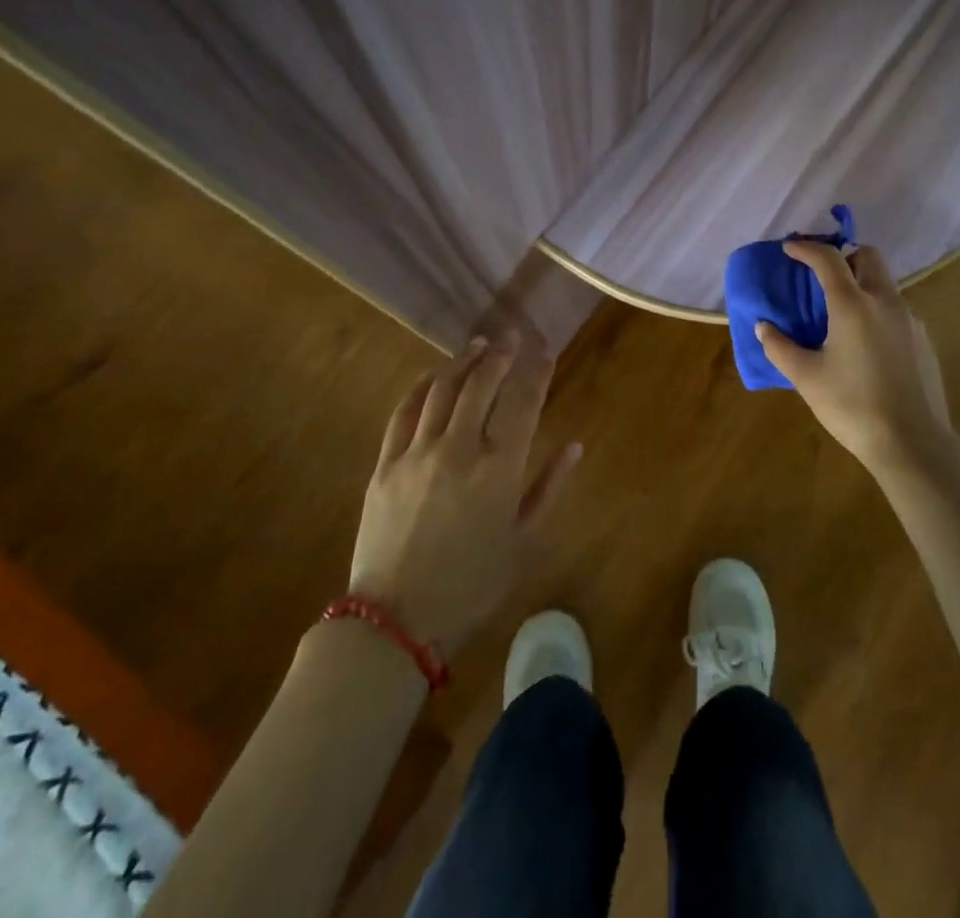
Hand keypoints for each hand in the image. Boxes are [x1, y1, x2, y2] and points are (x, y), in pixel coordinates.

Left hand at [347, 331, 580, 655]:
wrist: (395, 622)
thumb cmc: (472, 585)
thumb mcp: (524, 542)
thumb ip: (549, 488)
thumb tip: (574, 446)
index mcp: (500, 468)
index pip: (523, 400)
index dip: (537, 369)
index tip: (545, 349)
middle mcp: (459, 448)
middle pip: (482, 383)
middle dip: (501, 354)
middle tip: (512, 336)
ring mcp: (417, 453)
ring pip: (443, 389)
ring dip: (463, 361)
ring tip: (479, 345)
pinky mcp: (385, 464)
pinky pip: (404, 411)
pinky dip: (423, 386)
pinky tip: (434, 376)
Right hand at [756, 242, 957, 472]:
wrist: (913, 442)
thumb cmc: (852, 406)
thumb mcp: (806, 378)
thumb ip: (780, 347)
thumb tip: (764, 327)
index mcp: (853, 304)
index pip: (828, 258)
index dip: (806, 248)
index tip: (790, 248)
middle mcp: (885, 301)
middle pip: (868, 256)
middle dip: (844, 254)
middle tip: (822, 273)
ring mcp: (910, 319)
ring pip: (885, 282)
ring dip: (861, 281)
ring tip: (840, 310)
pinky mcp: (923, 340)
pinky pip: (896, 309)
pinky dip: (876, 308)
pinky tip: (865, 341)